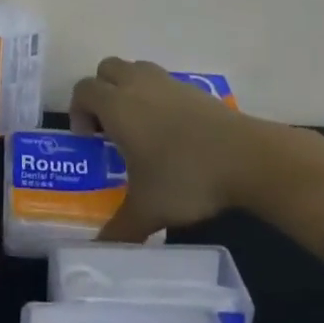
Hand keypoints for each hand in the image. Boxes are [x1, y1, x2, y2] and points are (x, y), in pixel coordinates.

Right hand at [71, 58, 258, 242]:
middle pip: (106, 69)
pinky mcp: (193, 87)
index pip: (83, 90)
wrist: (245, 157)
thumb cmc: (185, 177)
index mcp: (117, 106)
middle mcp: (137, 84)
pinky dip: (157, 95)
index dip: (78, 110)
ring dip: (128, 88)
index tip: (89, 140)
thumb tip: (97, 253)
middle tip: (109, 127)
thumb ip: (119, 230)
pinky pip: (162, 81)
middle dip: (101, 92)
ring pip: (135, 69)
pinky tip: (171, 130)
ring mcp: (167, 81)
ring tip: (139, 125)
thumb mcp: (147, 210)